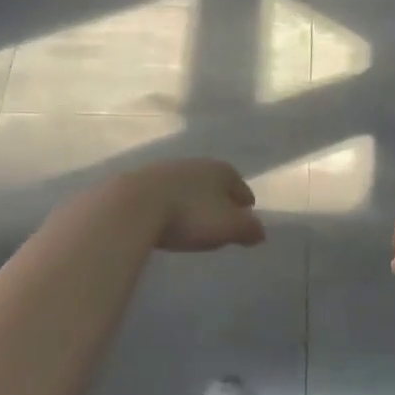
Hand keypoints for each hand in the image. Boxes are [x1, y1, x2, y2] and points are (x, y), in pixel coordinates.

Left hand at [113, 159, 265, 252]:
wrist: (134, 204)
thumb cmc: (189, 215)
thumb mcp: (228, 227)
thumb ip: (249, 229)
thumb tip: (260, 231)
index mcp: (222, 171)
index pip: (242, 189)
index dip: (244, 207)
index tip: (242, 222)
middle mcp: (196, 163)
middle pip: (215, 185)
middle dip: (218, 202)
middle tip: (218, 224)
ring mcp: (167, 168)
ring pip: (189, 187)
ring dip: (192, 202)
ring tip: (190, 223)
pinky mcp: (142, 179)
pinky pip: (165, 194)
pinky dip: (170, 204)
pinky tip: (165, 219)